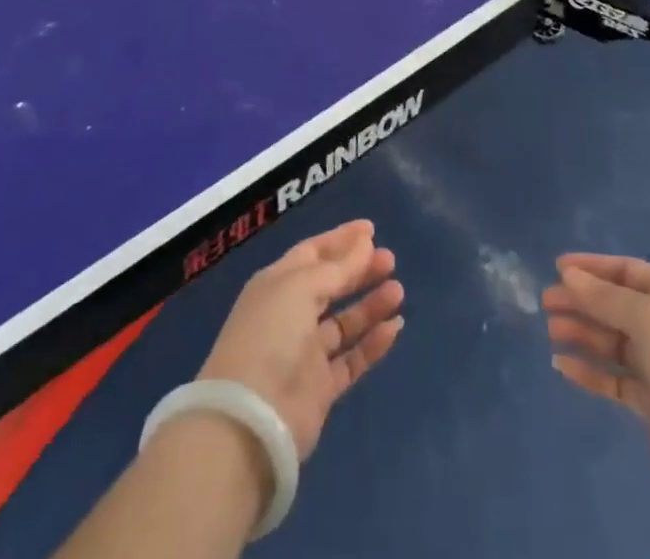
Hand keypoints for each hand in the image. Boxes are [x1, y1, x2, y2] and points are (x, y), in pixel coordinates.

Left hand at [196, 219, 403, 460]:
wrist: (251, 420)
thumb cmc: (271, 335)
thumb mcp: (302, 288)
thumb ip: (338, 267)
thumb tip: (365, 243)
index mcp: (277, 284)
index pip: (313, 253)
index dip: (341, 240)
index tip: (371, 229)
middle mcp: (290, 315)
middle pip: (331, 285)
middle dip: (360, 270)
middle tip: (390, 259)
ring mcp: (305, 353)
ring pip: (345, 322)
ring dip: (370, 304)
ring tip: (398, 290)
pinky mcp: (321, 388)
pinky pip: (352, 358)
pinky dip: (373, 343)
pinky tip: (395, 327)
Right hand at [543, 253, 649, 502]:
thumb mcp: (644, 314)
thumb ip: (603, 296)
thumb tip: (568, 274)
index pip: (626, 271)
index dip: (592, 267)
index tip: (558, 267)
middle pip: (615, 306)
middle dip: (582, 301)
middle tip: (546, 302)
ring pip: (612, 342)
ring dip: (582, 333)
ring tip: (551, 330)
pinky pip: (614, 380)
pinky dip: (590, 372)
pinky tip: (562, 365)